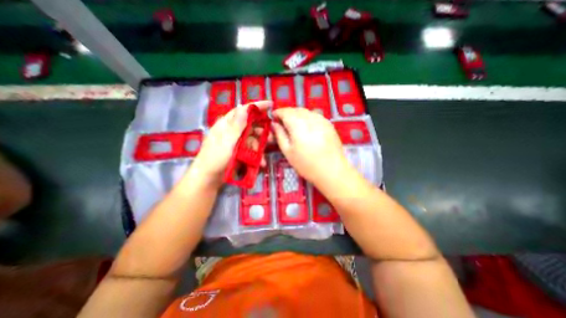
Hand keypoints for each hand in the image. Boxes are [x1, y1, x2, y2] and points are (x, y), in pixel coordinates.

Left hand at [192, 101, 272, 187]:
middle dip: (262, 131)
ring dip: (260, 146)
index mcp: (227, 124)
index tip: (271, 104)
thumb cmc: (215, 158)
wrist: (208, 178)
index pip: (243, 110)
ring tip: (264, 156)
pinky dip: (256, 154)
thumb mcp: (227, 141)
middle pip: (251, 125)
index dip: (257, 106)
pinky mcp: (238, 151)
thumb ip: (236, 125)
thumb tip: (243, 107)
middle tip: (272, 137)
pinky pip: (250, 149)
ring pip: (252, 139)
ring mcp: (236, 141)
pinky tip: (260, 162)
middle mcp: (232, 130)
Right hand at [271, 108, 349, 184]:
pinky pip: (315, 116)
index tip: (273, 118)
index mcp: (298, 125)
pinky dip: (307, 118)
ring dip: (297, 115)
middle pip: (296, 110)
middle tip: (282, 123)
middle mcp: (310, 118)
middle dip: (287, 113)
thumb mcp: (288, 152)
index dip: (278, 113)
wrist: (332, 171)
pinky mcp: (329, 124)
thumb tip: (275, 124)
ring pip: (306, 111)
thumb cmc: (307, 165)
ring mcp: (322, 120)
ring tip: (294, 125)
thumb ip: (280, 135)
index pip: (285, 112)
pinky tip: (307, 128)